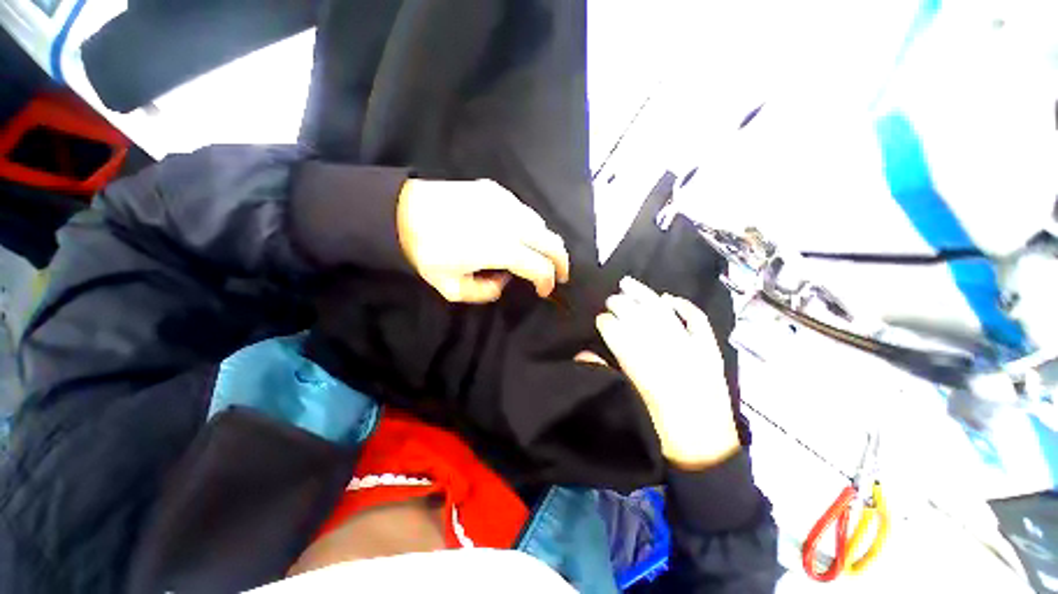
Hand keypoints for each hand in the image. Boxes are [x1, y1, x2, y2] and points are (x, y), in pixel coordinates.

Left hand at [396, 179, 569, 302]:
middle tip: (561, 274)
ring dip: (546, 243)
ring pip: (540, 224)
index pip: (540, 267)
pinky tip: (520, 234)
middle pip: (552, 241)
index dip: (547, 282)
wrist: (402, 212)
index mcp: (501, 249)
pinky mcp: (495, 190)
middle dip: (562, 261)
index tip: (544, 291)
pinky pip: (524, 211)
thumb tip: (504, 279)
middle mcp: (510, 223)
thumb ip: (486, 292)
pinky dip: (530, 226)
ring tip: (541, 256)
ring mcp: (505, 202)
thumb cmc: (426, 253)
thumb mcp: (453, 288)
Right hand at [590, 277, 740, 469]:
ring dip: (646, 296)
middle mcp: (668, 356)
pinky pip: (698, 323)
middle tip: (610, 299)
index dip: (607, 323)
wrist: (708, 451)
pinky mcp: (711, 353)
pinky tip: (669, 298)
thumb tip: (583, 354)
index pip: (620, 335)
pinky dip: (685, 307)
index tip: (599, 319)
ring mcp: (694, 351)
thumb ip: (606, 376)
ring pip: (665, 314)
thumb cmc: (662, 433)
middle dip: (622, 305)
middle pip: (640, 319)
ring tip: (629, 283)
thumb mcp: (629, 407)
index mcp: (645, 372)